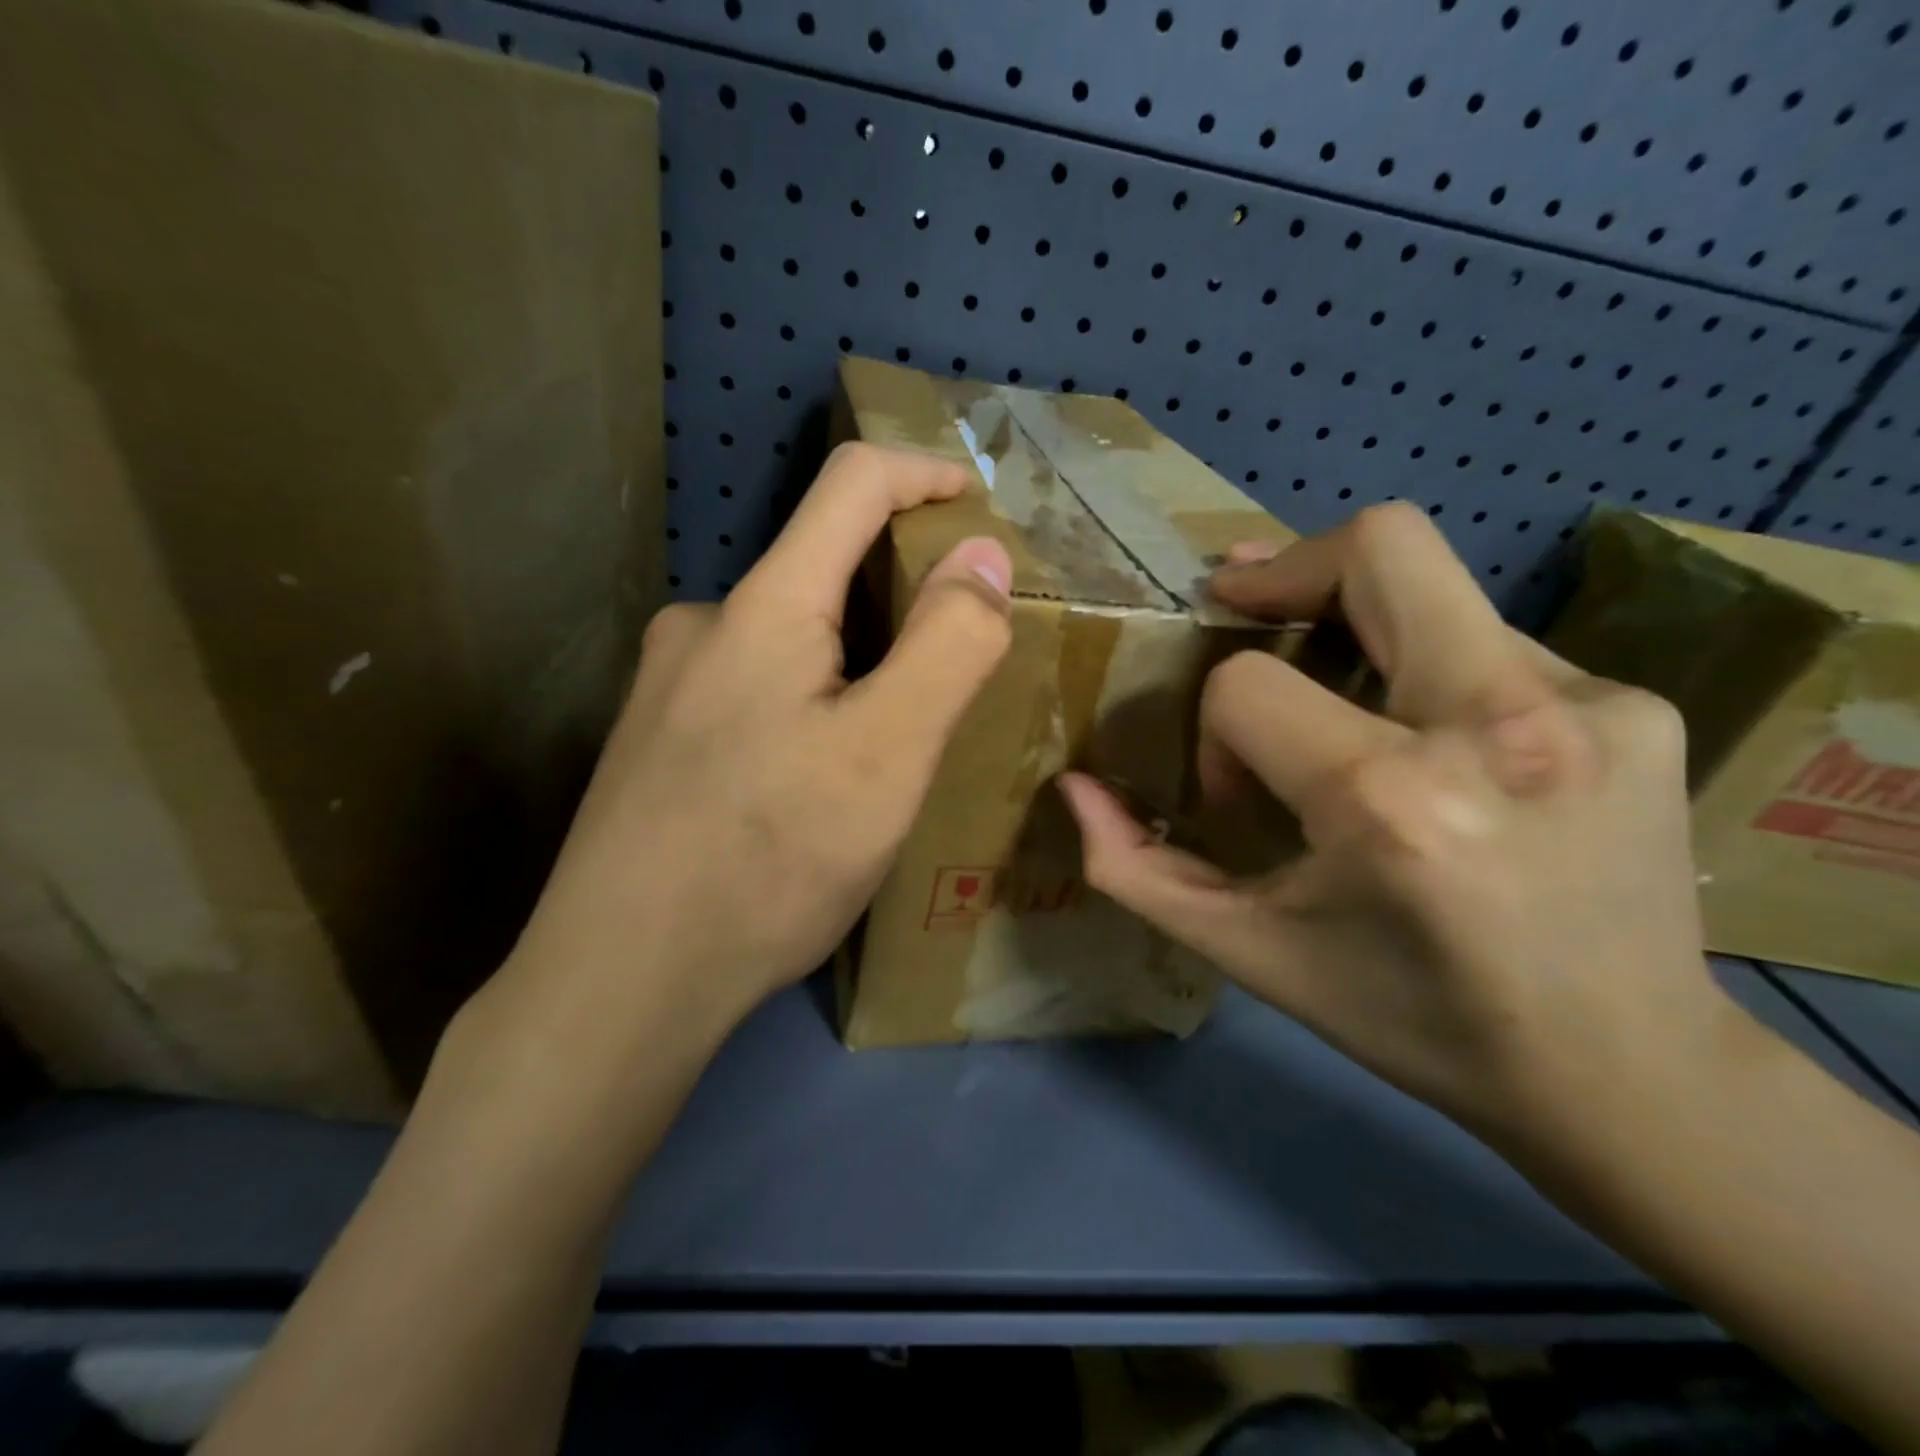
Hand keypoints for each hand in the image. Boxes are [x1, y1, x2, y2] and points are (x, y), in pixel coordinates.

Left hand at [505, 443, 1012, 1029]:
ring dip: (853, 663)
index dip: (923, 474)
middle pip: (821, 571)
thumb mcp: (888, 753)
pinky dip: (809, 704)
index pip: (851, 486)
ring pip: (789, 642)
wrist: (620, 979)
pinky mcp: (657, 742)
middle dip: (897, 598)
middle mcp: (704, 626)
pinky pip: (754, 690)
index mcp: (764, 608)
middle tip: (949, 671)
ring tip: (888, 744)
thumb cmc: (769, 859)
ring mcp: (669, 686)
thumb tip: (983, 557)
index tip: (976, 500)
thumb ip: (947, 644)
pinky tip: (815, 780)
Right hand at [1060, 503, 1736, 1149]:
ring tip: (1342, 688)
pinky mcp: (1642, 706)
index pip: (1249, 683)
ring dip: (1360, 623)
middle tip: (1249, 606)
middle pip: (1378, 547)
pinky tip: (1435, 741)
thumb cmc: (1408, 1013)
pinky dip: (1431, 670)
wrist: (1624, 1072)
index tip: (1244, 792)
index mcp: (1389, 802)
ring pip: (1434, 584)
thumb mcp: (1246, 950)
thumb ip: (1136, 868)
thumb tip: (1075, 787)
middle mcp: (1498, 728)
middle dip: (1290, 568)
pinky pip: (1491, 640)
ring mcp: (1590, 705)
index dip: (1217, 728)